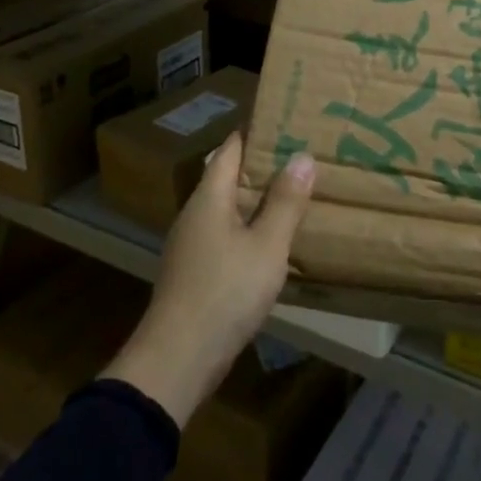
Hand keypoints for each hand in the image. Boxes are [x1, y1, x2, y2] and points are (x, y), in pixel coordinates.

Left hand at [102, 134, 313, 427]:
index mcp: (210, 197)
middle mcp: (196, 214)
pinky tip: (273, 240)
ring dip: (258, 199)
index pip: (231, 148)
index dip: (256, 131)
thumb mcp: (266, 246)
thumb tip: (302, 156)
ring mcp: (192, 245)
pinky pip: (226, 235)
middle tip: (302, 155)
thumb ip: (286, 203)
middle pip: (229, 177)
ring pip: (228, 208)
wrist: (177, 360)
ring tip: (295, 192)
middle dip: (263, 165)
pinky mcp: (195, 272)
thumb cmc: (224, 293)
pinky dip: (250, 227)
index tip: (287, 119)